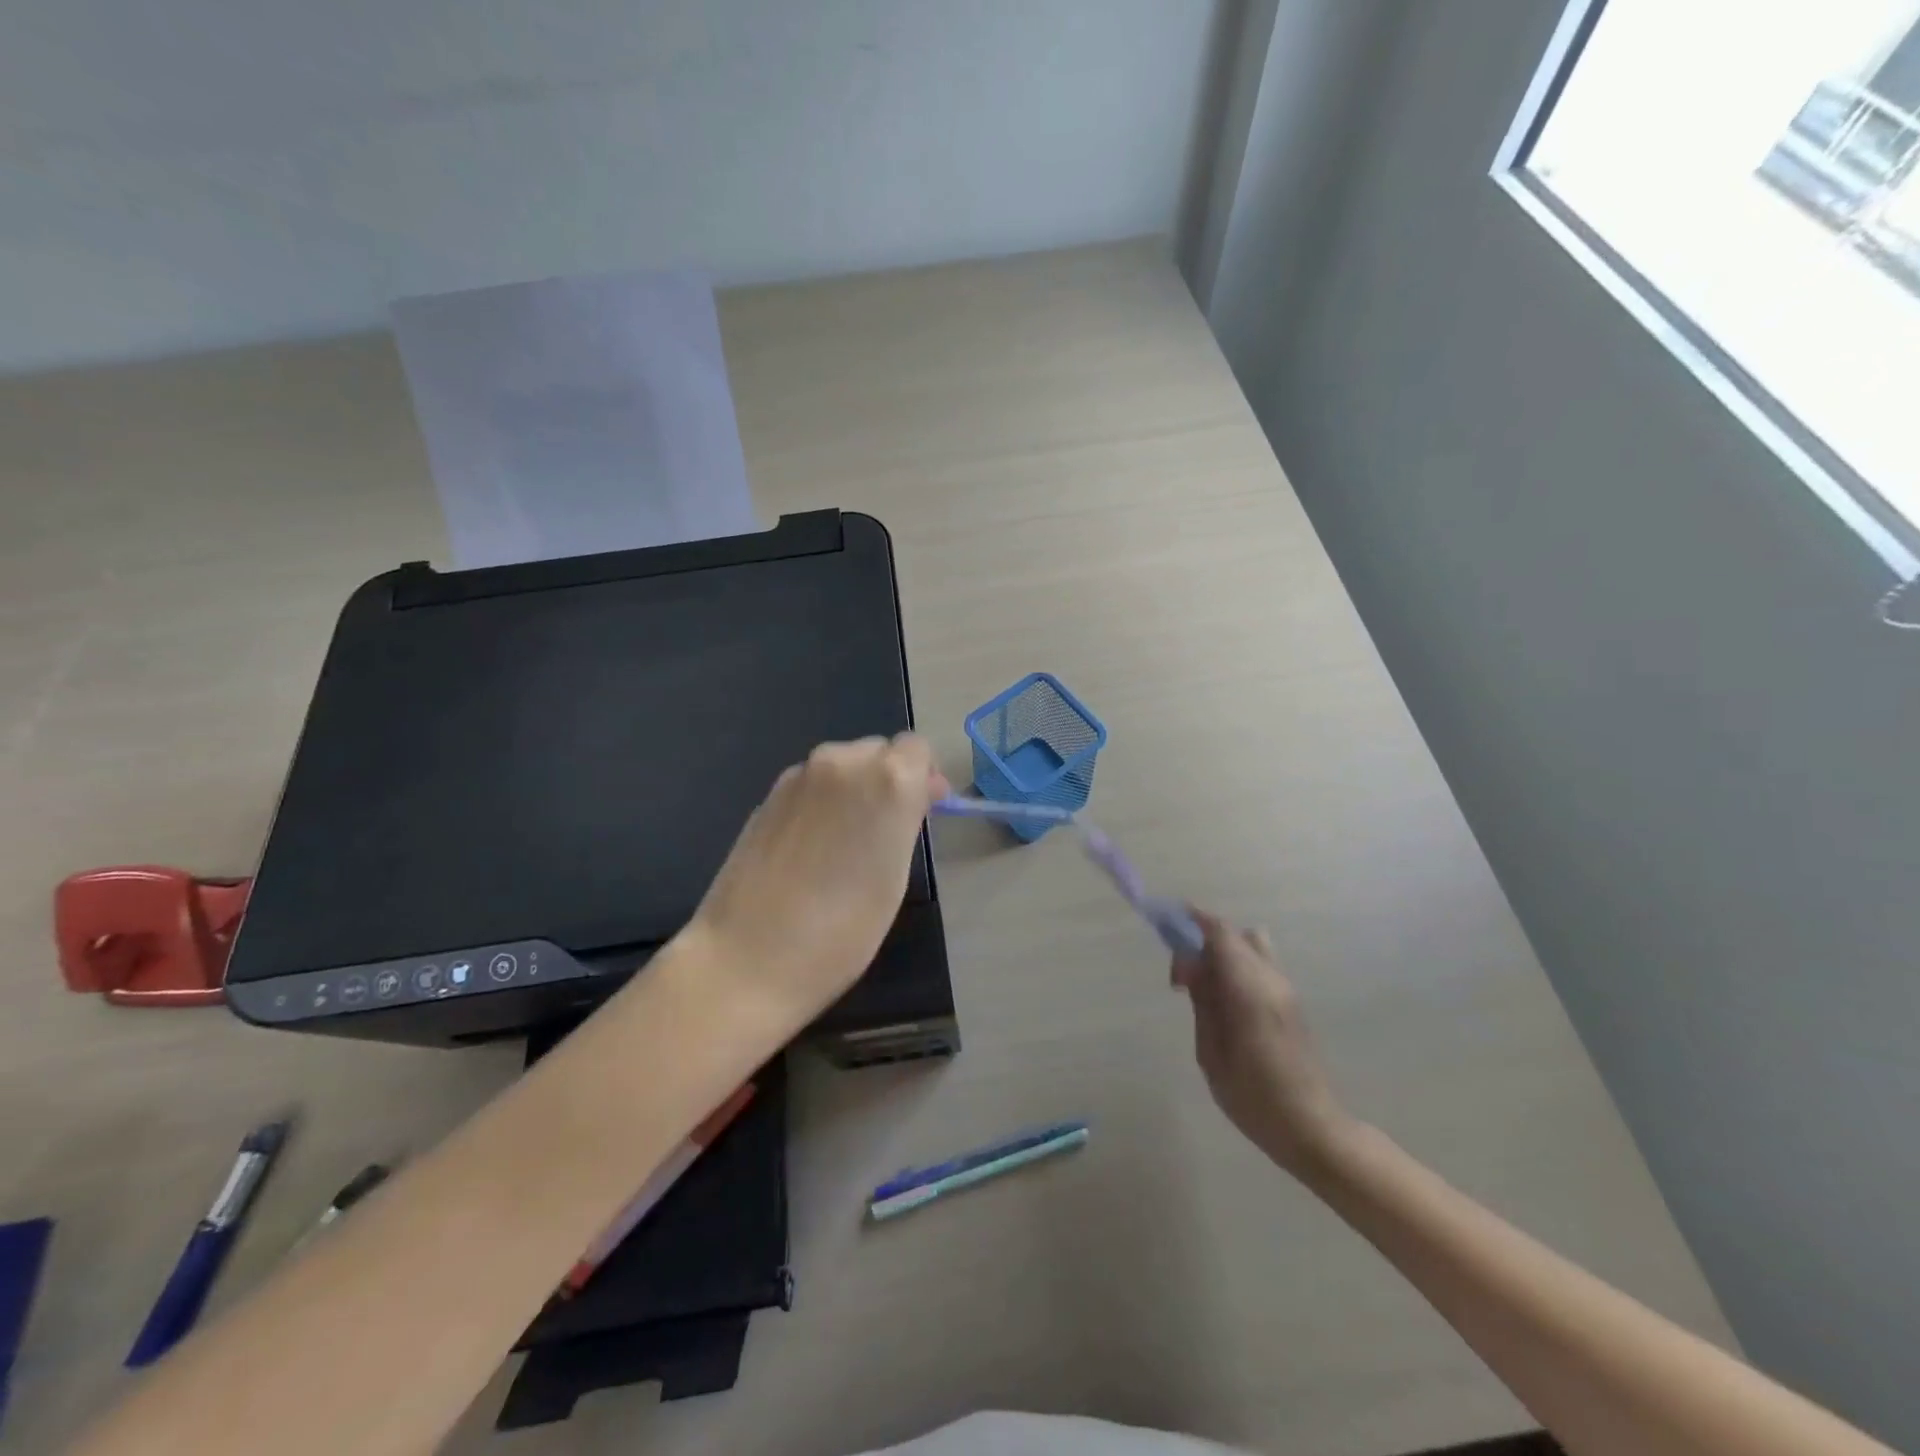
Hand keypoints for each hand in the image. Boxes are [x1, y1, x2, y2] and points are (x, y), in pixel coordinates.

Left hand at [688, 734, 948, 1018]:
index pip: (917, 749)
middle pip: (878, 751)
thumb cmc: (842, 930)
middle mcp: (842, 762)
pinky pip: (812, 784)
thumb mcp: (895, 876)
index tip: (921, 813)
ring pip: (842, 766)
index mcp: (887, 779)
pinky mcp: (767, 796)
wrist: (748, 958)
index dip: (923, 777)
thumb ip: (907, 821)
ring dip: (854, 790)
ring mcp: (799, 776)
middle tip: (885, 833)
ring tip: (845, 845)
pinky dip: (822, 802)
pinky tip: (811, 849)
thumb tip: (916, 794)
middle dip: (888, 780)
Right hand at [1174, 910, 1354, 1175]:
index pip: (1220, 933)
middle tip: (1182, 977)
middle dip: (1203, 940)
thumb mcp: (1212, 1053)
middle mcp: (1271, 980)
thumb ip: (1202, 1003)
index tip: (1165, 926)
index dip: (1191, 921)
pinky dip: (1237, 966)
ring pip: (1251, 946)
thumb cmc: (1254, 1098)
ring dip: (1223, 953)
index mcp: (1250, 990)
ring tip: (1203, 989)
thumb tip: (1191, 966)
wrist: (1313, 1129)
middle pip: (1235, 934)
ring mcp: (1286, 990)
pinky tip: (1223, 1002)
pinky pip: (1260, 965)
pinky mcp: (1291, 1002)